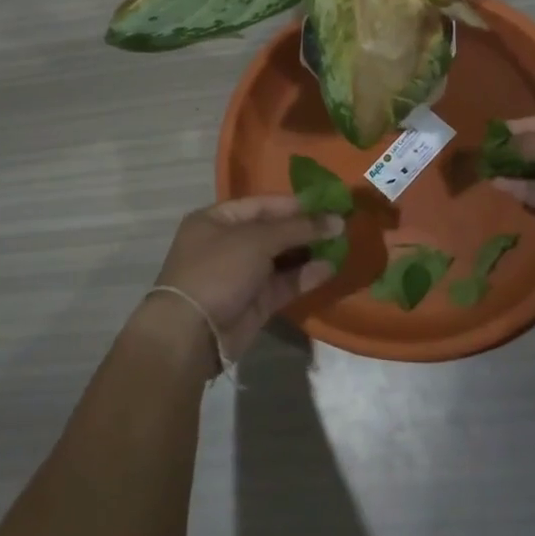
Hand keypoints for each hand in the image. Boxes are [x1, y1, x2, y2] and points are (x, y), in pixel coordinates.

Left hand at [146, 196, 343, 362]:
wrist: (192, 333)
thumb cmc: (218, 270)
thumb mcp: (256, 240)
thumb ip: (297, 228)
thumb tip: (336, 220)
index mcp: (217, 220)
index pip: (262, 204)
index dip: (295, 203)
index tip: (328, 202)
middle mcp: (229, 243)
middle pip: (274, 230)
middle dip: (305, 227)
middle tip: (341, 223)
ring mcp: (242, 274)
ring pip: (282, 258)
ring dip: (309, 251)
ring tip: (342, 243)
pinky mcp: (255, 302)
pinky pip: (284, 283)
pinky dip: (305, 275)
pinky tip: (330, 268)